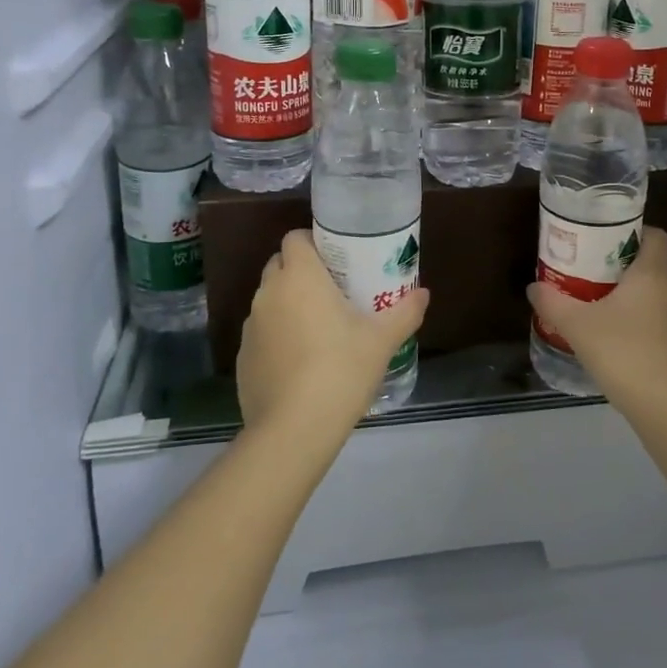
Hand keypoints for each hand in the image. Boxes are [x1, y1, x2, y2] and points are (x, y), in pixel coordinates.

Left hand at [238, 231, 429, 443]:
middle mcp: (269, 292)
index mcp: (300, 276)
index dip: (312, 242)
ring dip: (288, 304)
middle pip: (279, 265)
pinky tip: (299, 363)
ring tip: (318, 328)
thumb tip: (424, 294)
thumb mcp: (382, 340)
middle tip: (332, 291)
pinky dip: (277, 337)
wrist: (294, 429)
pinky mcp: (242, 357)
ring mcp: (251, 326)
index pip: (295, 238)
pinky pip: (262, 333)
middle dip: (301, 271)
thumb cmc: (341, 370)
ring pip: (269, 300)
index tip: (336, 259)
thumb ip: (405, 312)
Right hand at [525, 228, 666, 411]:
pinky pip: (660, 321)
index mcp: (652, 273)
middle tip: (590, 273)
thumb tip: (533, 287)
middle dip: (622, 267)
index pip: (654, 236)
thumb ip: (553, 302)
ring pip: (656, 295)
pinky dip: (641, 322)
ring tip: (600, 307)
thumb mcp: (577, 325)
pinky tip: (618, 340)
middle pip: (650, 265)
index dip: (633, 232)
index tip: (605, 240)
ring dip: (632, 297)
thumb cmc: (624, 351)